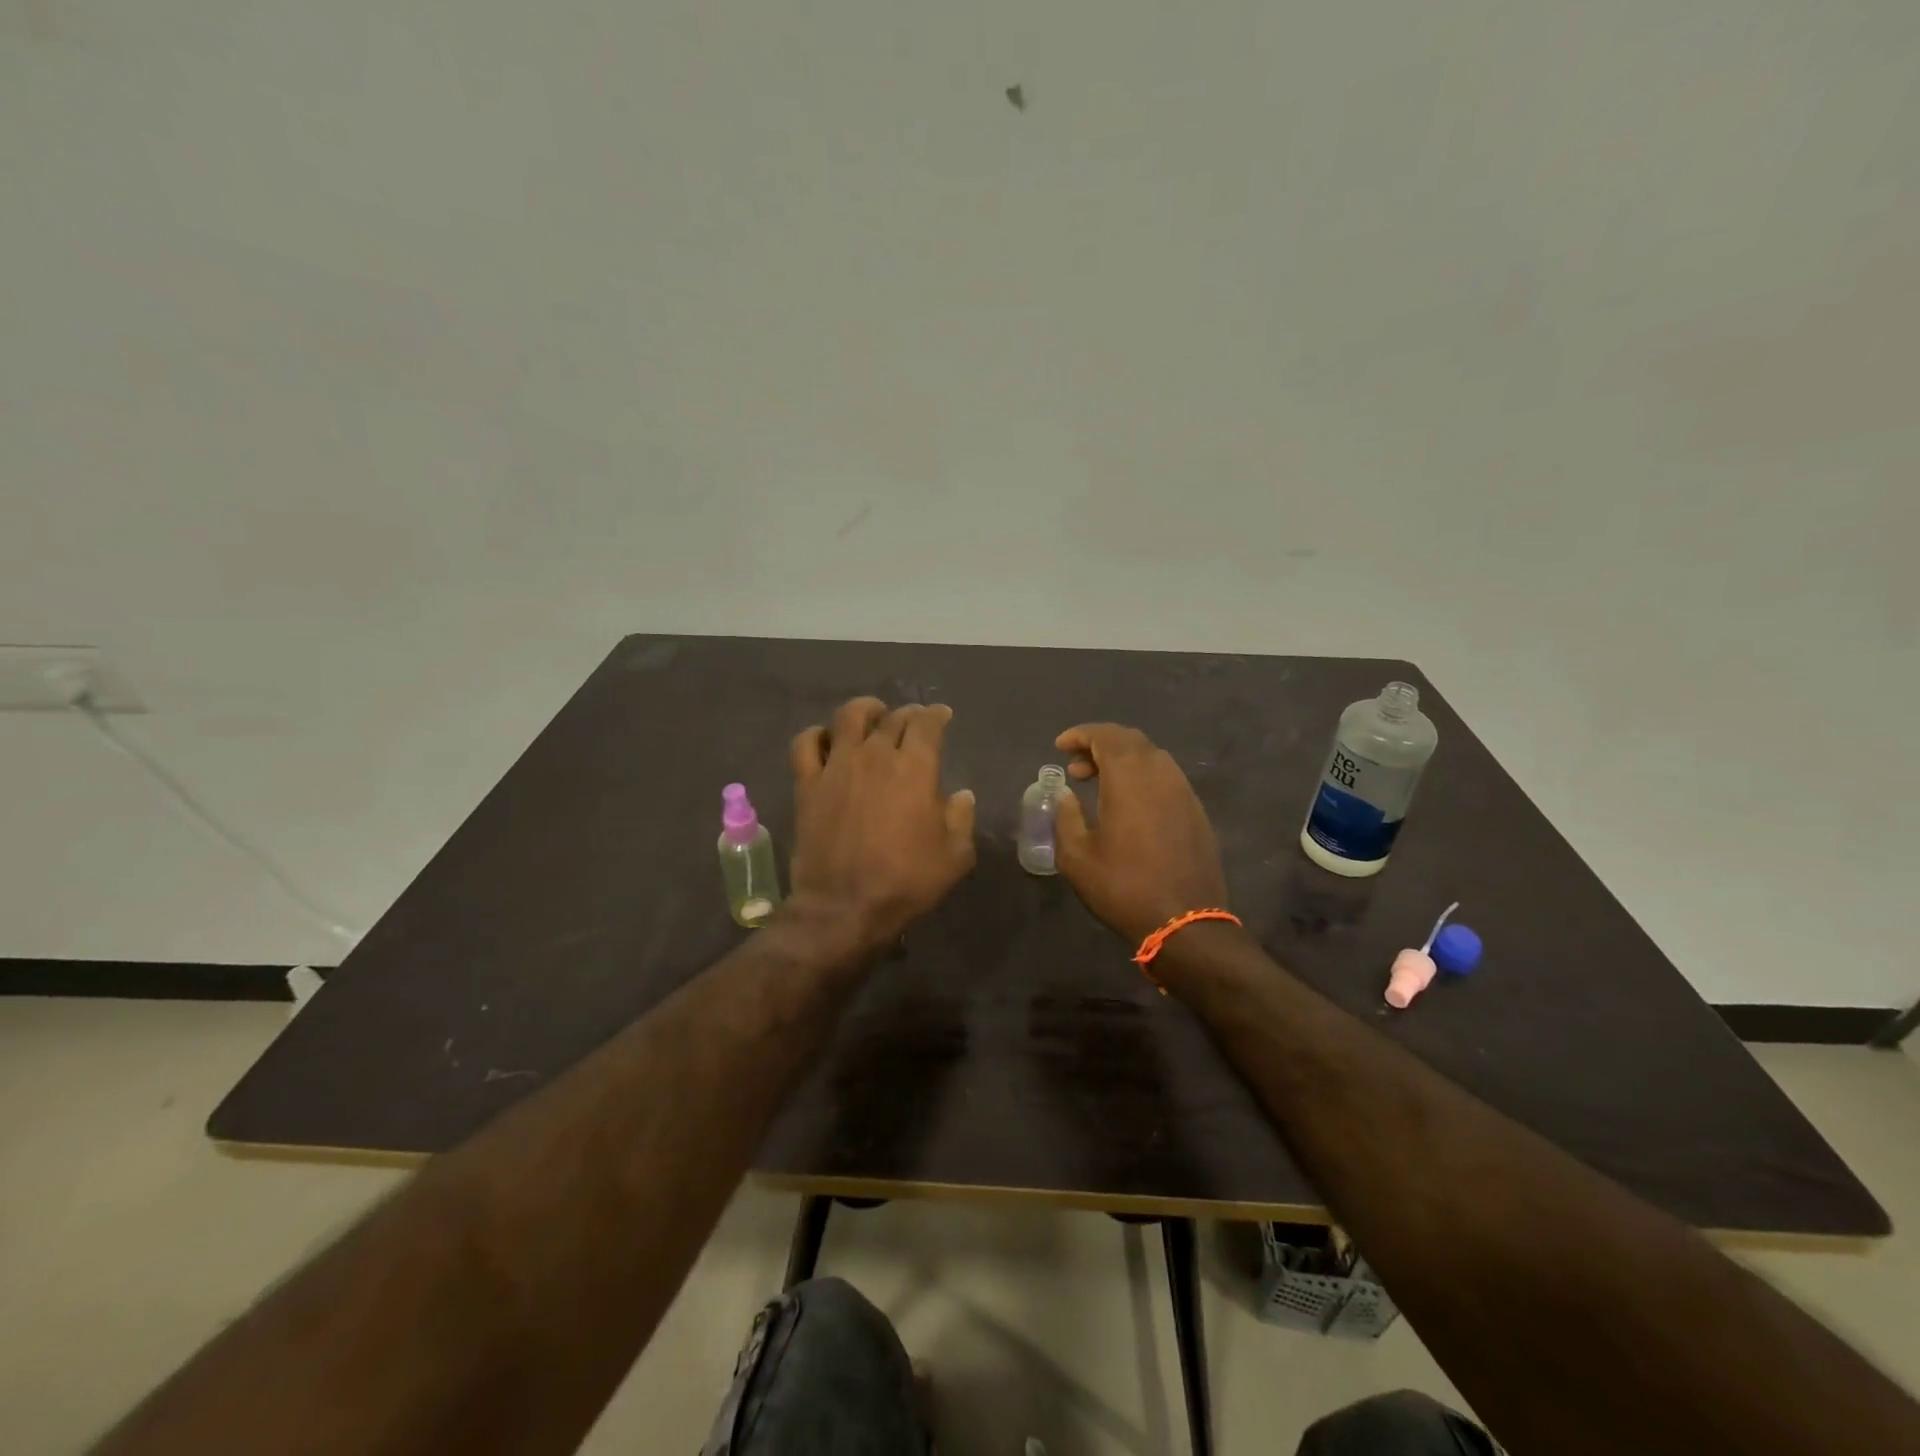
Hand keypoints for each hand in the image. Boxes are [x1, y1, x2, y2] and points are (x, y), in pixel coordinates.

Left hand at [788, 698, 976, 950]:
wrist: (844, 907)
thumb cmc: (906, 882)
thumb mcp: (954, 857)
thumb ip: (962, 819)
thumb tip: (962, 795)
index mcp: (915, 768)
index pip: (927, 724)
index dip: (937, 715)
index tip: (942, 716)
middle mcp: (875, 755)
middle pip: (892, 717)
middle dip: (907, 714)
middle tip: (913, 720)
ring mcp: (837, 766)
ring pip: (848, 717)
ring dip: (865, 710)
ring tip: (872, 715)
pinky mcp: (807, 783)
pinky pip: (805, 744)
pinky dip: (817, 735)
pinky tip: (826, 740)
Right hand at [1053, 724, 1228, 945]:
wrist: (1185, 922)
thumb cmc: (1123, 888)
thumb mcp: (1077, 857)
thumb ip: (1066, 817)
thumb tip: (1066, 795)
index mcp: (1130, 778)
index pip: (1106, 736)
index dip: (1081, 734)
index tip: (1060, 746)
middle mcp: (1161, 774)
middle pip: (1131, 740)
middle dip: (1100, 744)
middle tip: (1076, 766)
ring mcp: (1184, 792)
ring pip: (1152, 757)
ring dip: (1123, 761)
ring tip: (1100, 784)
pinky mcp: (1196, 811)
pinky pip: (1167, 778)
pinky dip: (1143, 777)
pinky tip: (1130, 804)